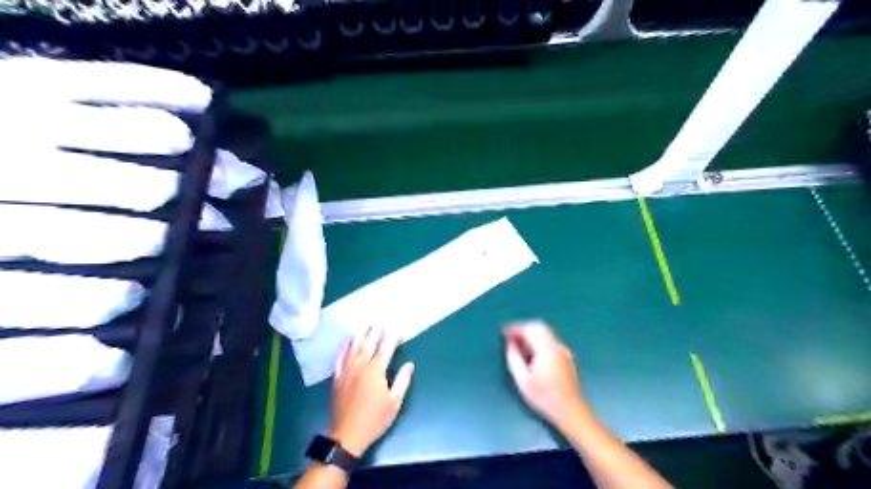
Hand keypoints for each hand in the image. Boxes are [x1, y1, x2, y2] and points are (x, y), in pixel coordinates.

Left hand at [332, 327, 415, 455]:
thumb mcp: (394, 402)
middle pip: (368, 344)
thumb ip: (402, 381)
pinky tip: (346, 342)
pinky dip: (343, 349)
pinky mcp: (337, 379)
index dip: (393, 338)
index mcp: (376, 371)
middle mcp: (360, 367)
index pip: (386, 349)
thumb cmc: (374, 419)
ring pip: (354, 348)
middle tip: (380, 322)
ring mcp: (347, 372)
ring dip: (360, 336)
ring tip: (365, 326)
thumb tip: (409, 364)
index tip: (398, 328)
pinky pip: (339, 359)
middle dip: (375, 332)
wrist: (347, 435)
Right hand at [504, 323, 592, 429]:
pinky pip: (550, 341)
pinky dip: (539, 341)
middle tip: (511, 336)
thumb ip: (514, 358)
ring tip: (519, 345)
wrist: (571, 412)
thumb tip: (510, 344)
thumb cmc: (544, 398)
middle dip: (523, 328)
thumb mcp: (522, 380)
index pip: (530, 329)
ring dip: (532, 334)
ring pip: (546, 333)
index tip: (504, 331)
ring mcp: (564, 351)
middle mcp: (557, 346)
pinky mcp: (566, 358)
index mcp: (546, 349)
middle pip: (539, 327)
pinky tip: (533, 354)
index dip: (515, 328)